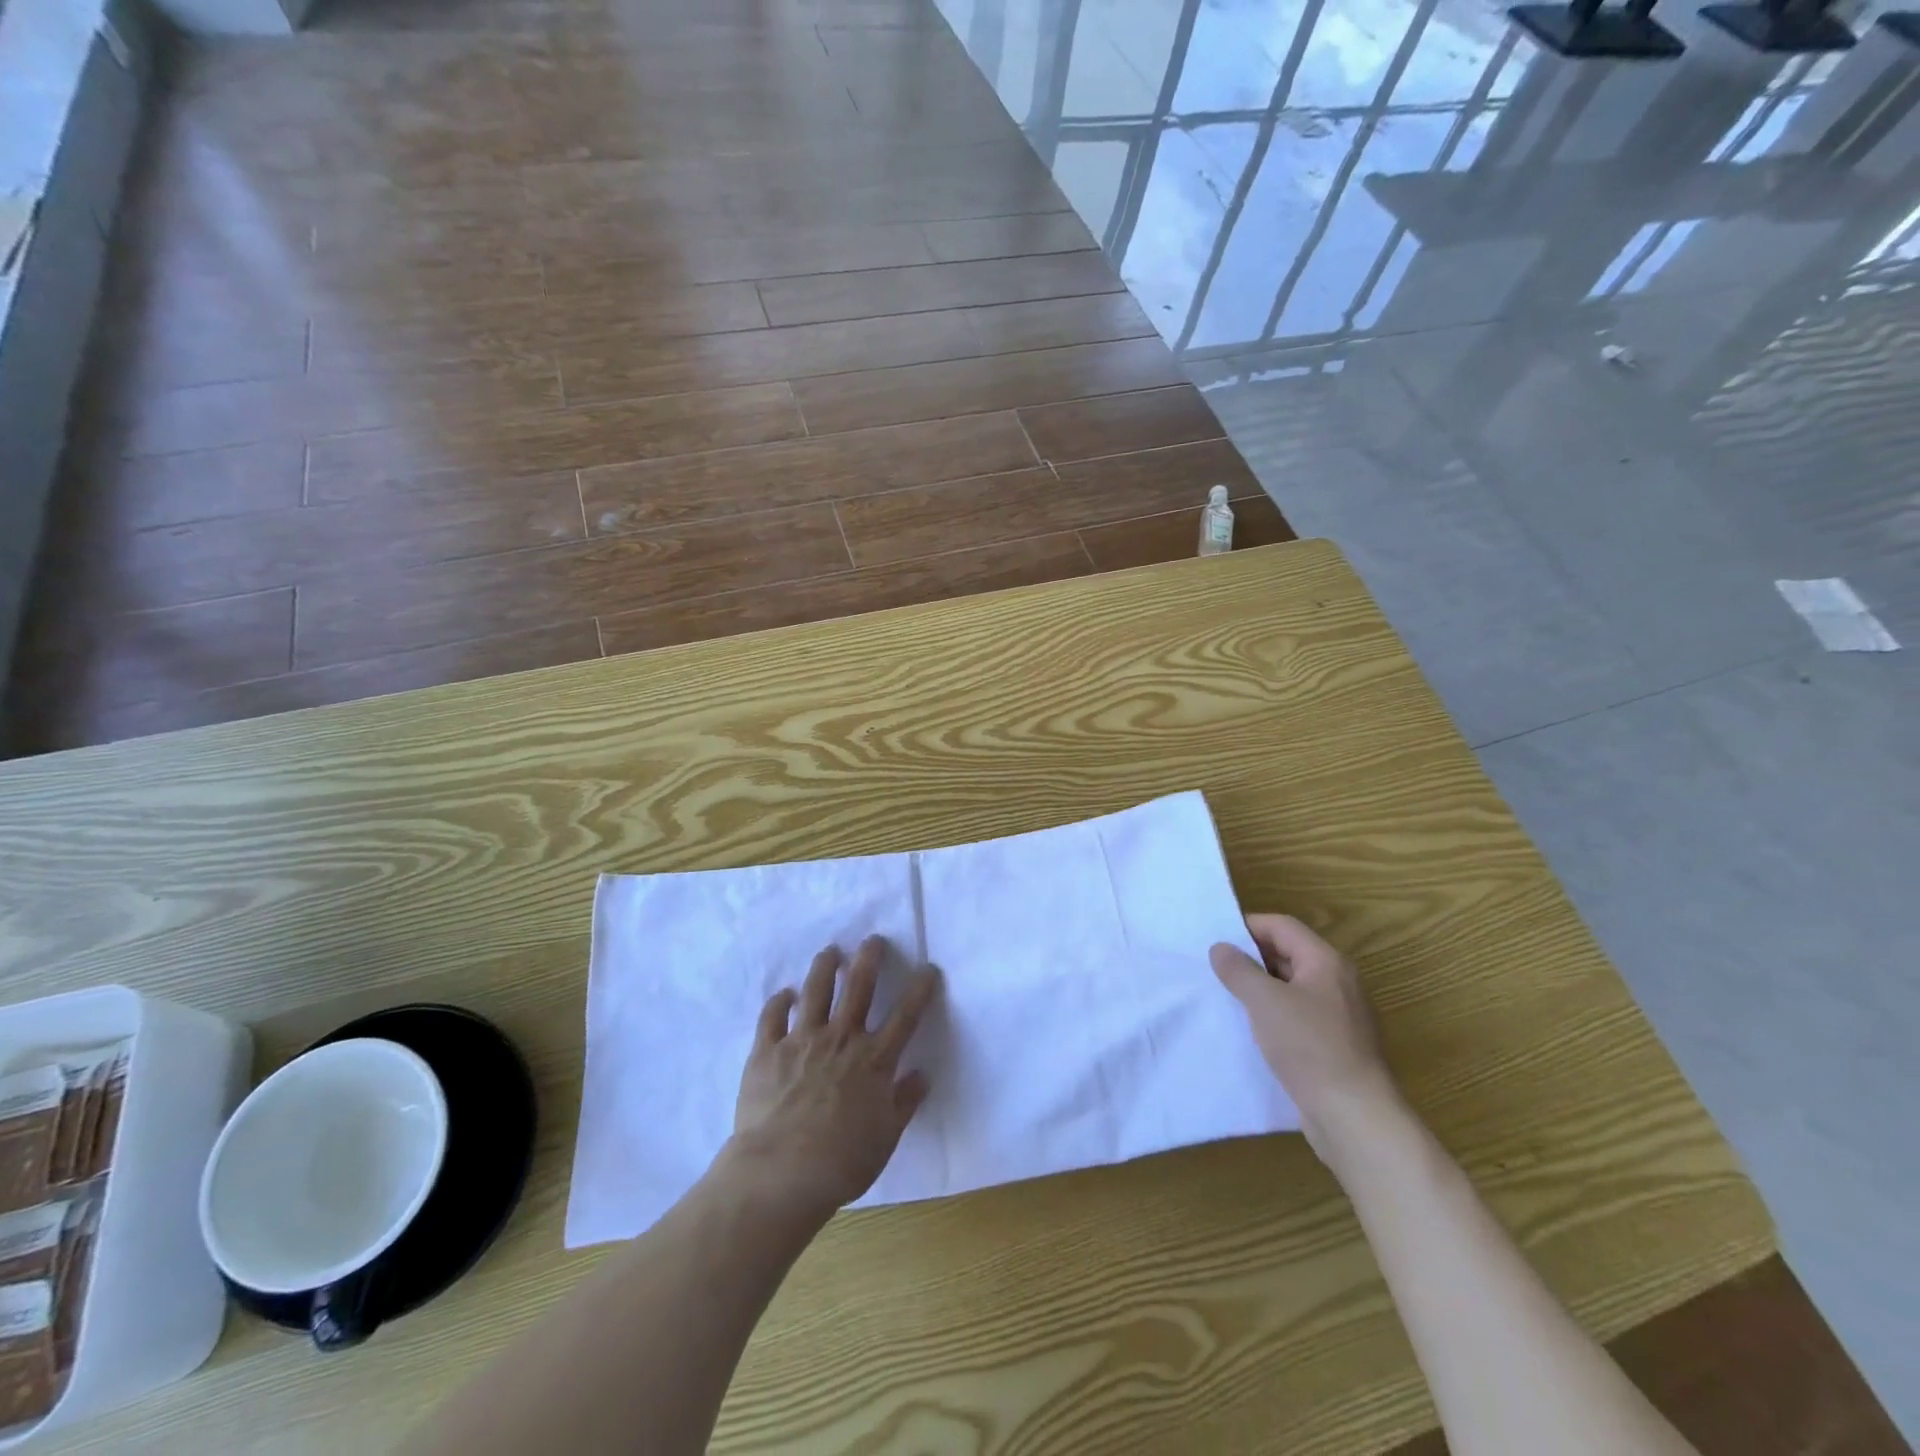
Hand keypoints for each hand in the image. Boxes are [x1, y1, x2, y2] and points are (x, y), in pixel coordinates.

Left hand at [726, 937, 938, 1222]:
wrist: (781, 1172)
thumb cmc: (842, 1160)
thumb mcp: (886, 1137)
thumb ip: (905, 1102)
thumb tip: (922, 1074)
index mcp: (874, 1059)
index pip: (905, 1015)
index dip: (920, 989)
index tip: (928, 968)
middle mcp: (841, 1039)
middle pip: (859, 987)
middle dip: (869, 958)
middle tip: (873, 939)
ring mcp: (802, 1040)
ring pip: (816, 990)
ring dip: (825, 967)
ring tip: (830, 952)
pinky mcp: (767, 1050)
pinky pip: (773, 1016)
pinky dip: (779, 1001)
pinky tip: (785, 993)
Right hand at [1210, 913, 1406, 1165]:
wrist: (1354, 1117)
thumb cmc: (1309, 1047)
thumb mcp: (1265, 1001)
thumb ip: (1239, 970)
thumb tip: (1221, 947)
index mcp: (1325, 962)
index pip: (1282, 926)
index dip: (1247, 927)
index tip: (1214, 940)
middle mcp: (1336, 982)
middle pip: (1287, 954)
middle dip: (1250, 958)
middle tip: (1214, 967)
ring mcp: (1338, 1015)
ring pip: (1291, 987)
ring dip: (1259, 988)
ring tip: (1225, 996)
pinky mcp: (1334, 1044)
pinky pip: (1297, 1015)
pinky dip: (1272, 1014)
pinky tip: (1249, 1029)